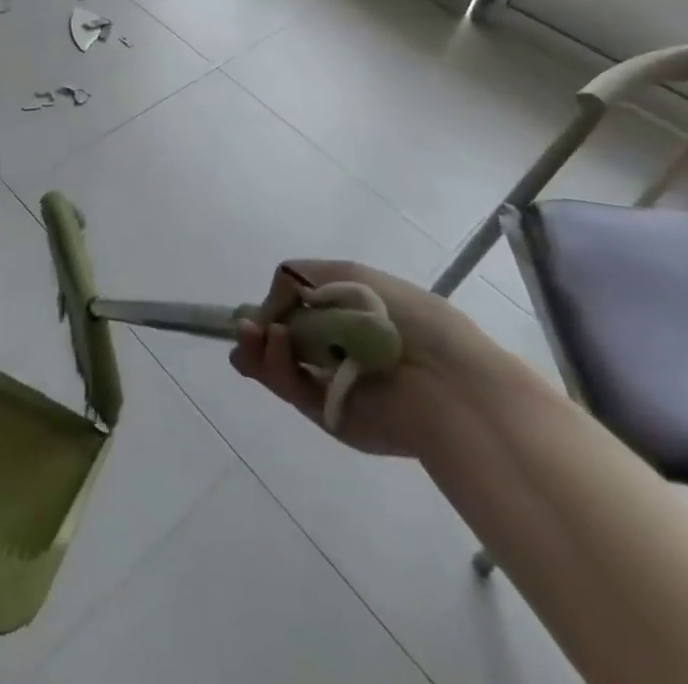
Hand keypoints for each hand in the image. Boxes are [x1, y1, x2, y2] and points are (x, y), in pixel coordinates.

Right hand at [230, 260, 506, 456]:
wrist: (442, 376)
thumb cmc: (399, 314)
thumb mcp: (344, 273)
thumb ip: (295, 279)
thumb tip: (267, 309)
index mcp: (343, 315)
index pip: (294, 311)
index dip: (271, 307)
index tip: (260, 307)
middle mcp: (332, 349)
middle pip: (278, 340)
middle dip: (255, 330)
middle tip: (244, 327)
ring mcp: (328, 382)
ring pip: (276, 364)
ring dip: (256, 346)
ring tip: (249, 334)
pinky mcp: (327, 413)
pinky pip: (290, 386)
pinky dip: (274, 364)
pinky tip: (273, 342)